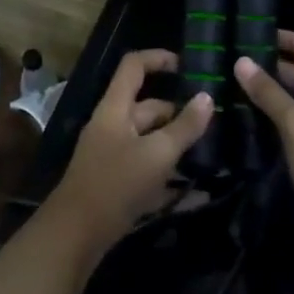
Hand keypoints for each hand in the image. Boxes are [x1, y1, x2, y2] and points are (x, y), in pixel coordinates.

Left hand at [43, 49, 213, 258]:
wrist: (76, 234)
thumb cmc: (115, 183)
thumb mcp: (156, 154)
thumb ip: (184, 127)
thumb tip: (207, 97)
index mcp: (116, 108)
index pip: (134, 66)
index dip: (159, 58)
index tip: (189, 66)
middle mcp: (114, 126)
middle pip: (149, 107)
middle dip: (180, 112)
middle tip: (216, 122)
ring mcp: (115, 155)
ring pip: (152, 140)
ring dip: (179, 145)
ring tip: (215, 152)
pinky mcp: (119, 183)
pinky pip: (150, 171)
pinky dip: (172, 178)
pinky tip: (201, 193)